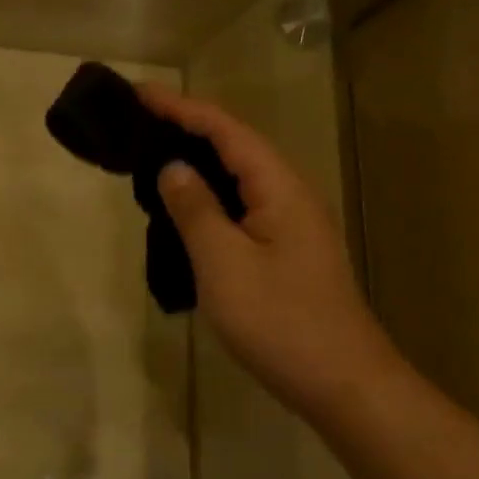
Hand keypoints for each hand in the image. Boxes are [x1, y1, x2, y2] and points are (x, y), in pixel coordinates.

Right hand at [139, 83, 400, 420]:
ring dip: (196, 160)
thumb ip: (195, 209)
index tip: (139, 95)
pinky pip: (240, 205)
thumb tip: (173, 168)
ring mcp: (290, 224)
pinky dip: (207, 194)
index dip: (182, 108)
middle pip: (235, 146)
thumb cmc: (280, 320)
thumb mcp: (224, 262)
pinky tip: (183, 207)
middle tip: (137, 122)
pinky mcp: (284, 250)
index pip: (226, 130)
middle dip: (187, 127)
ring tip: (150, 155)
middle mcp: (289, 195)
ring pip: (238, 176)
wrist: (341, 383)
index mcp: (279, 188)